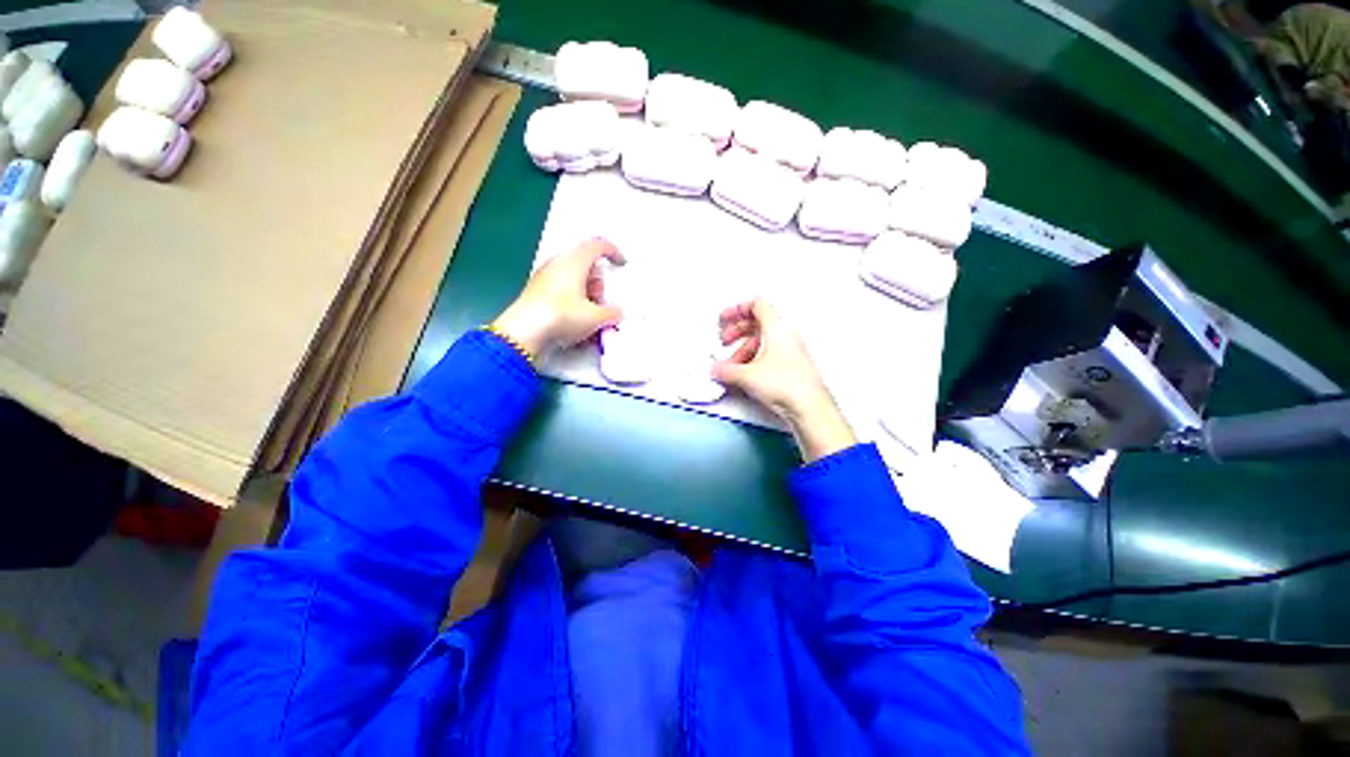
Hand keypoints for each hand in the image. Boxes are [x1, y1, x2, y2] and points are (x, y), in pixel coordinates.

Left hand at [492, 238, 625, 355]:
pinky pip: (561, 289)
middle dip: (598, 283)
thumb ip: (613, 313)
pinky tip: (575, 322)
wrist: (524, 332)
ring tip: (589, 316)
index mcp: (574, 261)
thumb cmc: (562, 316)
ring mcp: (544, 276)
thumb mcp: (596, 318)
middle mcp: (558, 263)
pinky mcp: (536, 291)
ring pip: (573, 278)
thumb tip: (617, 312)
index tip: (622, 264)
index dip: (613, 252)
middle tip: (601, 303)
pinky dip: (573, 300)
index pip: (598, 245)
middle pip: (586, 265)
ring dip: (586, 293)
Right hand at [712, 298, 856, 461]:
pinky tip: (744, 375)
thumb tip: (715, 369)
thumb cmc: (784, 384)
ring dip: (743, 350)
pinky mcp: (792, 367)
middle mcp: (786, 336)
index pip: (757, 305)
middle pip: (757, 323)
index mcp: (777, 328)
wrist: (810, 408)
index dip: (737, 309)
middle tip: (724, 341)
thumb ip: (726, 370)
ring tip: (731, 367)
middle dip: (737, 331)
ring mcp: (790, 351)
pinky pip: (769, 355)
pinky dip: (753, 360)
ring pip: (762, 341)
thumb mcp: (747, 375)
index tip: (724, 319)